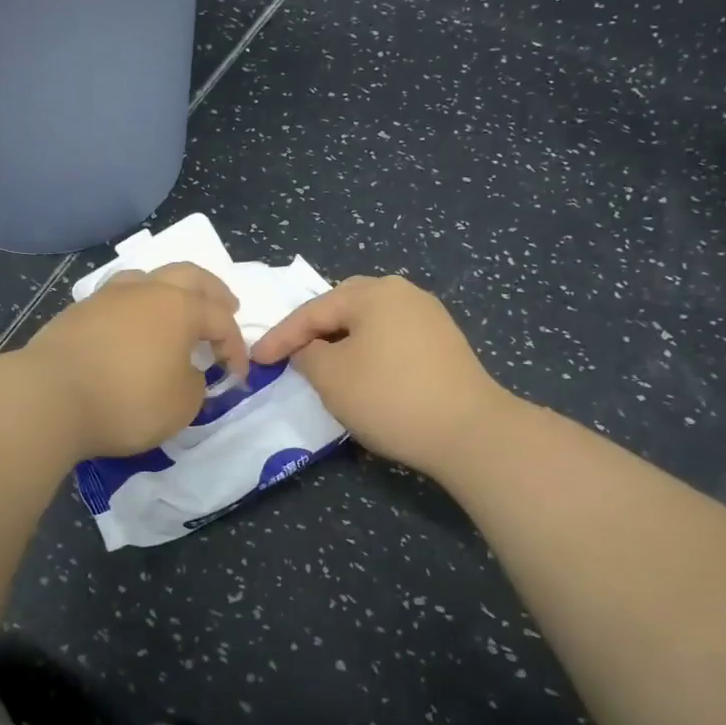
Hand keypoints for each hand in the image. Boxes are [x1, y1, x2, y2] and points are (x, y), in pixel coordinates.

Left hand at [21, 263, 248, 459]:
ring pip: (148, 278)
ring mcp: (108, 297)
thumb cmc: (127, 400)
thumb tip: (186, 372)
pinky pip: (118, 298)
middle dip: (213, 291)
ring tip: (176, 307)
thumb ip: (195, 384)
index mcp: (180, 307)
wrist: (48, 397)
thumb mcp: (181, 405)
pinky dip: (136, 307)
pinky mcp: (78, 312)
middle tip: (227, 306)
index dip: (237, 347)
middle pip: (189, 276)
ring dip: (170, 289)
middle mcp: (146, 290)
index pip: (221, 320)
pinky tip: (133, 325)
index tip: (238, 376)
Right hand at [251, 275, 507, 478]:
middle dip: (313, 330)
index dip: (280, 337)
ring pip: (370, 322)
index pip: (313, 311)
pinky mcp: (444, 343)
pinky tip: (362, 372)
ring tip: (321, 363)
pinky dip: (368, 351)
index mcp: (373, 292)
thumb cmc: (390, 397)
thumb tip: (308, 349)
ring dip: (341, 341)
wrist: (469, 431)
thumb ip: (307, 355)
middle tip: (288, 353)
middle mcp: (403, 293)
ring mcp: (429, 316)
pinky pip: (392, 337)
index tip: (256, 360)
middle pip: (343, 306)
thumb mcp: (332, 377)